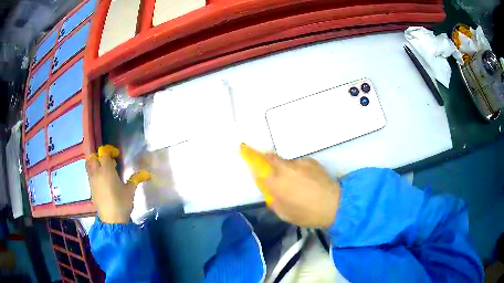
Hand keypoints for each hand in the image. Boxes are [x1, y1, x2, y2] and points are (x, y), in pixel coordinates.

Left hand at [86, 145, 149, 223]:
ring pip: (89, 165)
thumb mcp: (130, 191)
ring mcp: (92, 180)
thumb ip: (135, 179)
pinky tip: (102, 181)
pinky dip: (94, 172)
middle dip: (100, 156)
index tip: (116, 155)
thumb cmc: (121, 203)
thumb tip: (147, 174)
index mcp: (106, 169)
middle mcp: (97, 172)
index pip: (104, 152)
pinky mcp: (90, 188)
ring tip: (103, 170)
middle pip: (93, 156)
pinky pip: (89, 174)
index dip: (110, 151)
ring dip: (95, 163)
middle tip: (108, 162)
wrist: (111, 219)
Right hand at [264, 155, 339, 227]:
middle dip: (267, 160)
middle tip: (273, 172)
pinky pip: (300, 163)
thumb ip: (274, 201)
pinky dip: (299, 168)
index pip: (259, 169)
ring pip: (287, 161)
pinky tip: (307, 179)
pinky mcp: (312, 161)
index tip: (257, 169)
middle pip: (271, 157)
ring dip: (286, 168)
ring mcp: (300, 163)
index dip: (256, 167)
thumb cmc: (307, 213)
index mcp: (276, 182)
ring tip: (296, 181)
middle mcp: (285, 168)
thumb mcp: (284, 214)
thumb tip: (271, 192)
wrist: (335, 204)